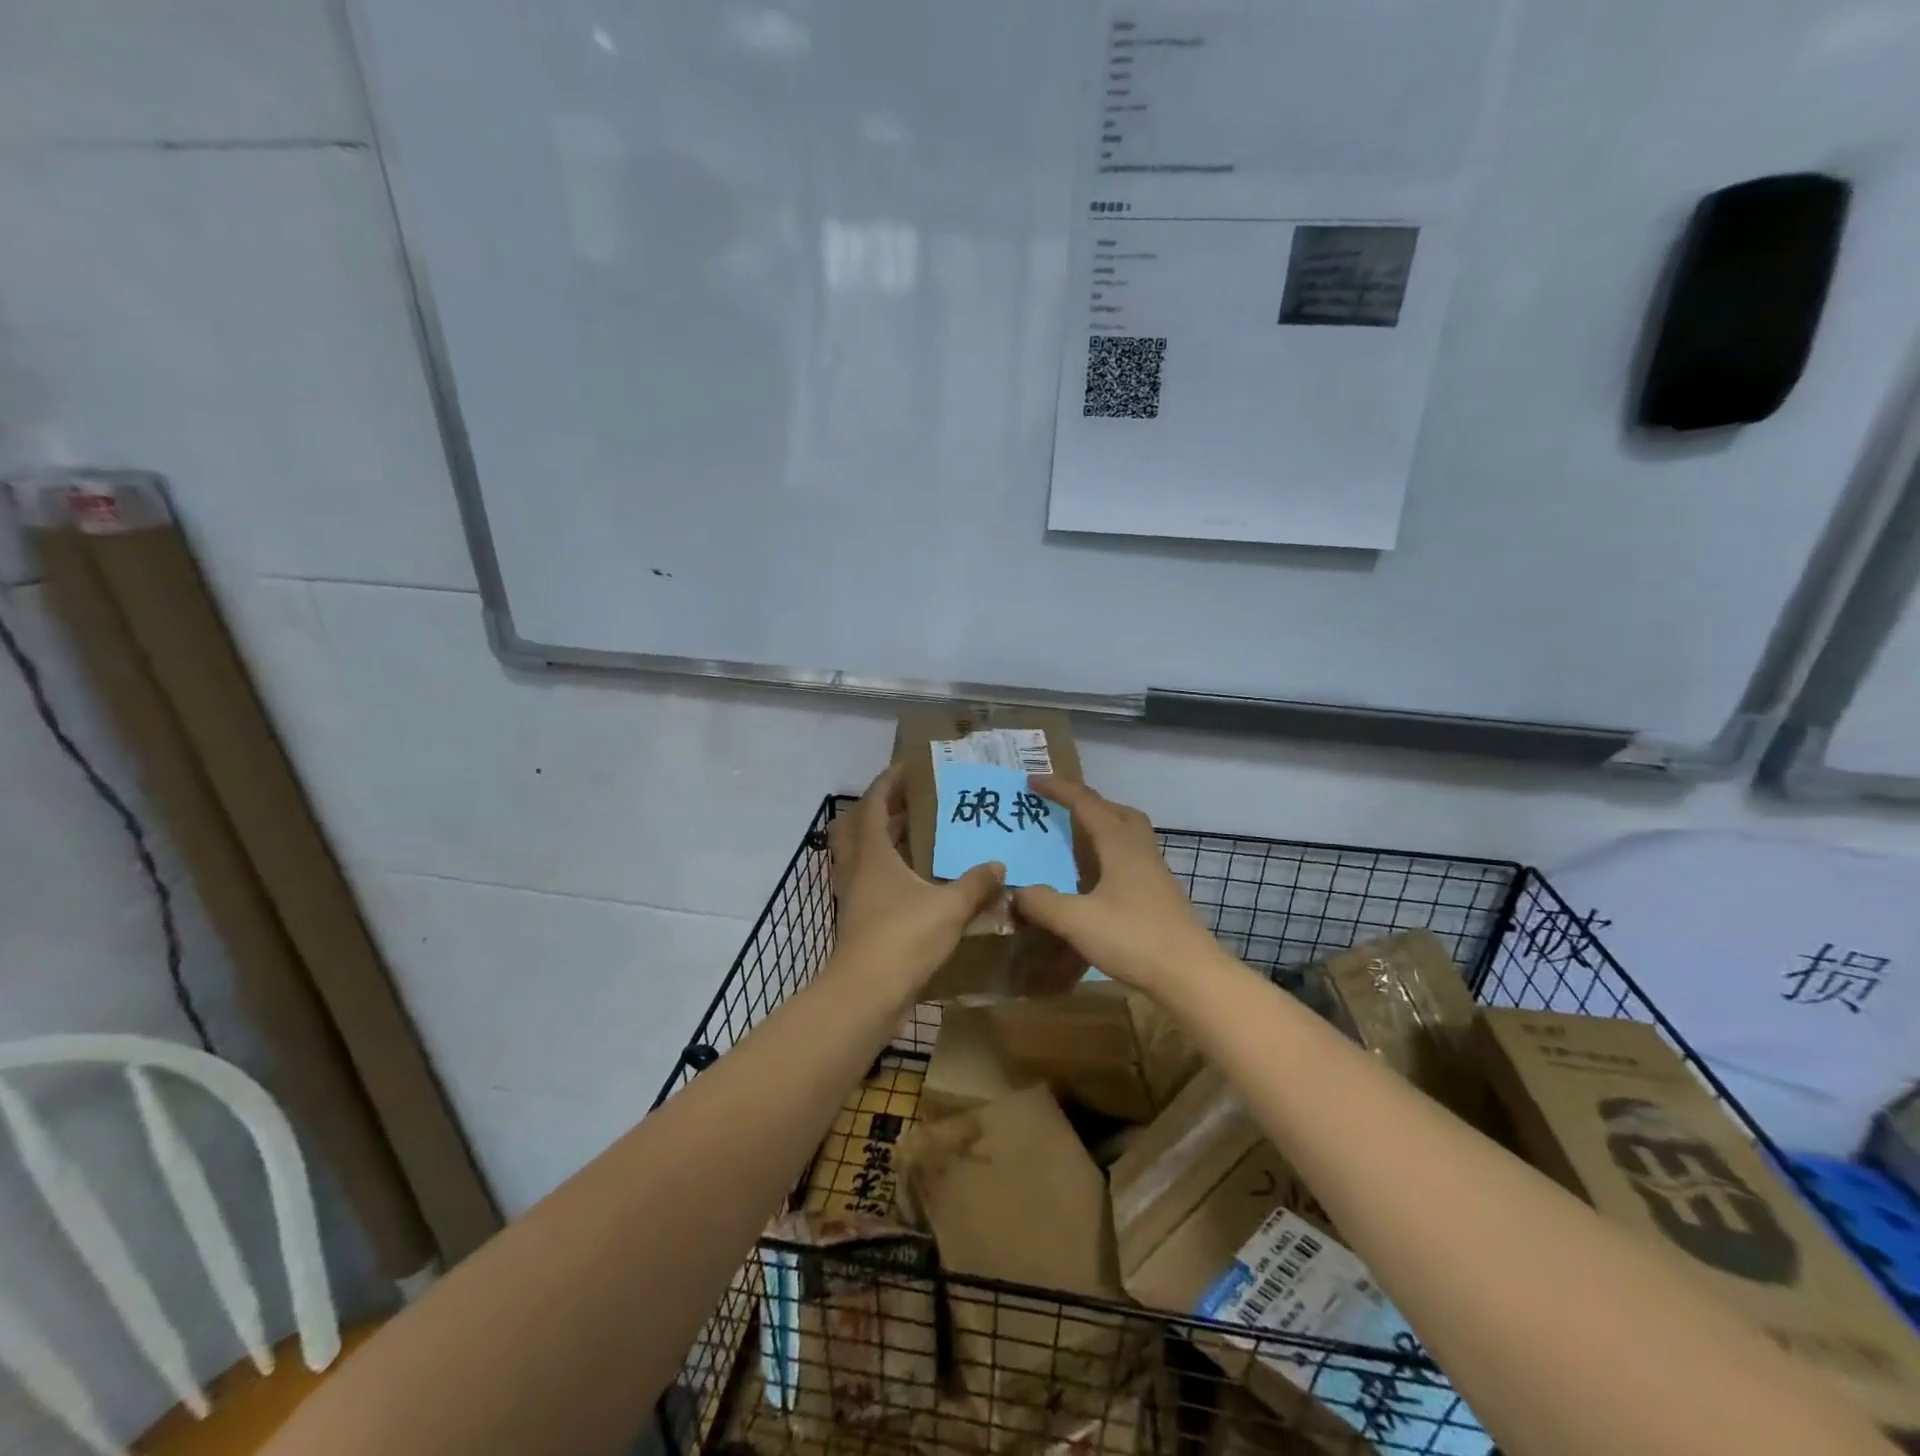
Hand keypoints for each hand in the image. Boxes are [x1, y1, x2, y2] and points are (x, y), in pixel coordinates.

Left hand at [828, 765, 1004, 995]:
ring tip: (918, 837)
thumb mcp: (949, 907)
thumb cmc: (903, 937)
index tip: (910, 767)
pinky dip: (890, 873)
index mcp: (872, 853)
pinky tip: (919, 882)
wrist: (866, 995)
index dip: (889, 781)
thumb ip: (975, 884)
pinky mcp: (860, 921)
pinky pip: (871, 883)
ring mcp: (854, 896)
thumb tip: (999, 866)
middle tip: (913, 802)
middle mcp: (857, 869)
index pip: (874, 803)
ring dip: (884, 842)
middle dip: (882, 809)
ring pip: (863, 856)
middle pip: (859, 826)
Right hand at [1011, 778, 1218, 994]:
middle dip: (1086, 803)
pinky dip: (1108, 855)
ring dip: (1101, 827)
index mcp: (1119, 843)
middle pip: (1115, 810)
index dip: (1058, 789)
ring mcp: (1154, 871)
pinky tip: (1094, 880)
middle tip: (1060, 809)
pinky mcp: (1159, 893)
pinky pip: (1130, 857)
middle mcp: (1139, 848)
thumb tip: (1017, 891)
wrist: (1189, 974)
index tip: (1032, 781)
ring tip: (1074, 841)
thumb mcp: (1076, 920)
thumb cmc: (1133, 938)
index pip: (1085, 803)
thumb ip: (1041, 902)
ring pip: (1127, 833)